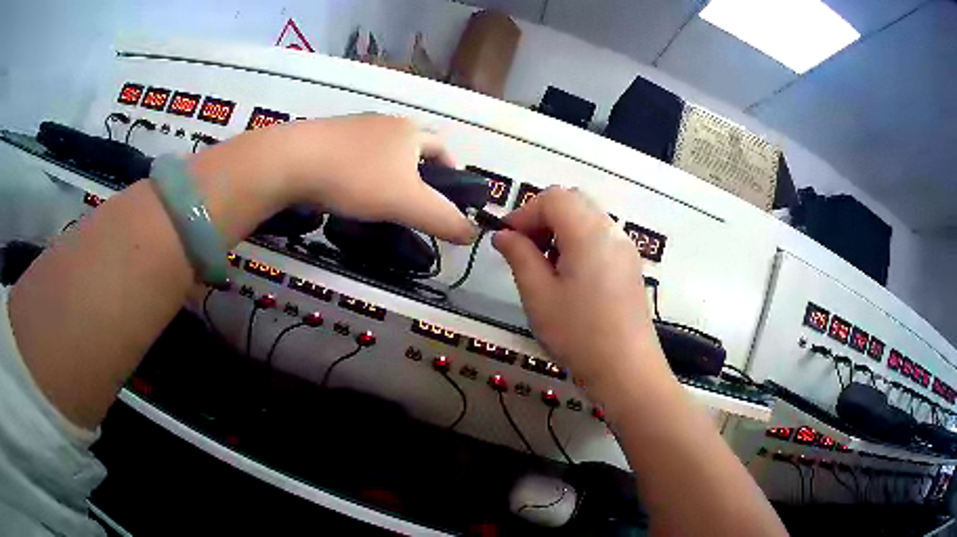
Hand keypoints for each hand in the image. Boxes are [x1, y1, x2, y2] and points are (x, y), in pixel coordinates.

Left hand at [281, 114, 474, 243]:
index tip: (449, 198)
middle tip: (414, 203)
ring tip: (380, 201)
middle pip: (413, 147)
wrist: (293, 161)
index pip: (443, 149)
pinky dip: (360, 172)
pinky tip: (348, 191)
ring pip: (382, 151)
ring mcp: (354, 126)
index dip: (452, 172)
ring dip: (388, 172)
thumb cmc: (358, 178)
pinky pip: (354, 154)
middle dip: (420, 173)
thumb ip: (444, 219)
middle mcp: (385, 122)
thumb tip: (473, 234)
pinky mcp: (326, 136)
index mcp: (410, 132)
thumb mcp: (407, 204)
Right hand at [493, 188, 670, 394]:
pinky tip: (567, 276)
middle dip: (542, 218)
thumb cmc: (579, 334)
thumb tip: (503, 235)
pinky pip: (600, 238)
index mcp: (589, 232)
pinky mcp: (629, 266)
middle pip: (573, 202)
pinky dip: (577, 243)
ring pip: (587, 218)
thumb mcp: (539, 295)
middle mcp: (611, 231)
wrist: (627, 370)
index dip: (524, 212)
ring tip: (543, 265)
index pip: (554, 198)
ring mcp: (625, 248)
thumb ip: (519, 256)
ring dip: (559, 230)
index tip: (505, 239)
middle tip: (524, 249)